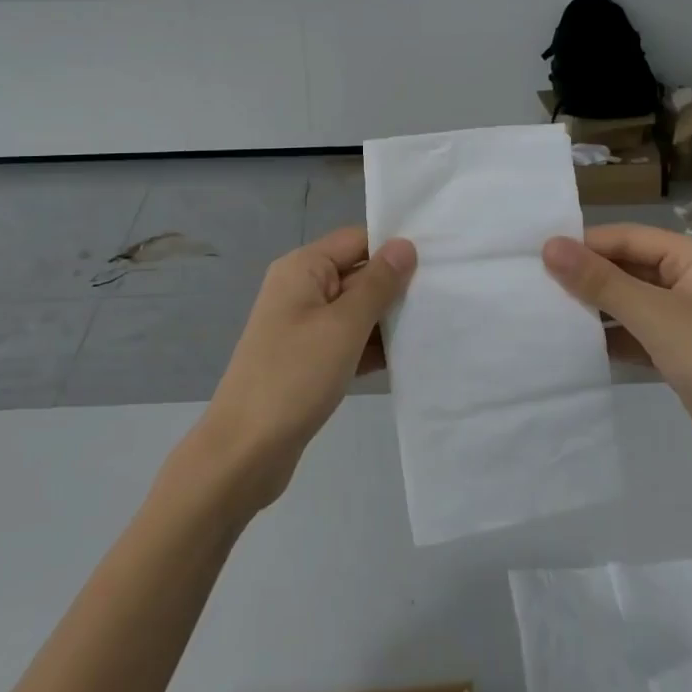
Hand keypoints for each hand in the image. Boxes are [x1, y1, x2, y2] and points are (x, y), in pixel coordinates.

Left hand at [195, 226, 415, 512]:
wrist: (245, 451)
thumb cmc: (294, 376)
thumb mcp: (343, 326)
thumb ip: (377, 284)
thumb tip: (404, 245)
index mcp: (303, 268)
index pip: (357, 240)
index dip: (394, 247)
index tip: (439, 259)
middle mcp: (301, 289)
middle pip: (358, 273)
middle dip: (396, 286)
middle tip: (446, 295)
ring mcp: (304, 326)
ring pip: (356, 310)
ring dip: (388, 320)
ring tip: (437, 325)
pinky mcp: (309, 360)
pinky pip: (349, 341)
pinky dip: (373, 347)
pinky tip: (409, 358)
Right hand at [542, 224, 691, 494]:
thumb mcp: (656, 316)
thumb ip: (600, 281)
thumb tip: (549, 246)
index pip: (628, 237)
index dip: (585, 244)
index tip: (536, 256)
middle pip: (629, 267)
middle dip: (588, 276)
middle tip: (534, 284)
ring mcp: (689, 320)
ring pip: (631, 302)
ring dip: (596, 307)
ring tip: (546, 311)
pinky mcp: (684, 354)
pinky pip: (638, 333)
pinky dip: (612, 336)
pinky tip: (576, 344)